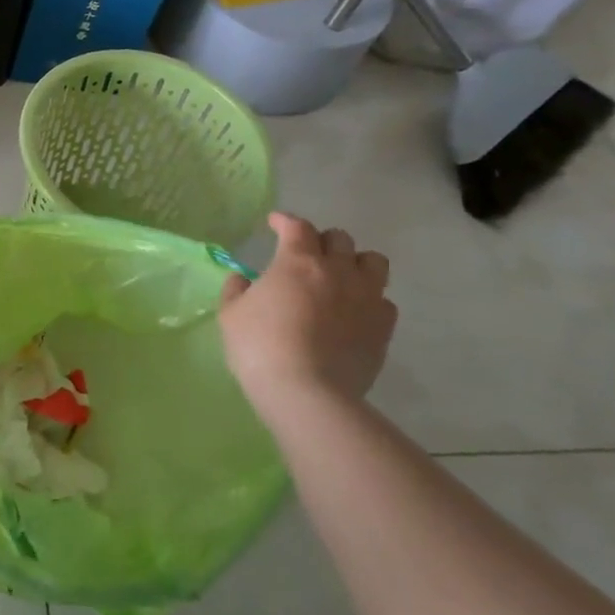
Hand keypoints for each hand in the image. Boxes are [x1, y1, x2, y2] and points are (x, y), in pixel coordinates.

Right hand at [219, 212, 397, 421]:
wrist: (307, 393)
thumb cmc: (259, 347)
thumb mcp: (230, 315)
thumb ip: (236, 290)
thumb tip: (243, 279)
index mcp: (298, 262)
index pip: (297, 226)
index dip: (285, 221)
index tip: (274, 224)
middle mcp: (338, 271)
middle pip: (339, 239)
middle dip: (320, 241)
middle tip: (305, 256)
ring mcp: (366, 298)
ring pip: (373, 262)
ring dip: (354, 263)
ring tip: (339, 277)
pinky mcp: (383, 327)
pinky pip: (383, 300)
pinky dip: (368, 299)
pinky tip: (352, 312)